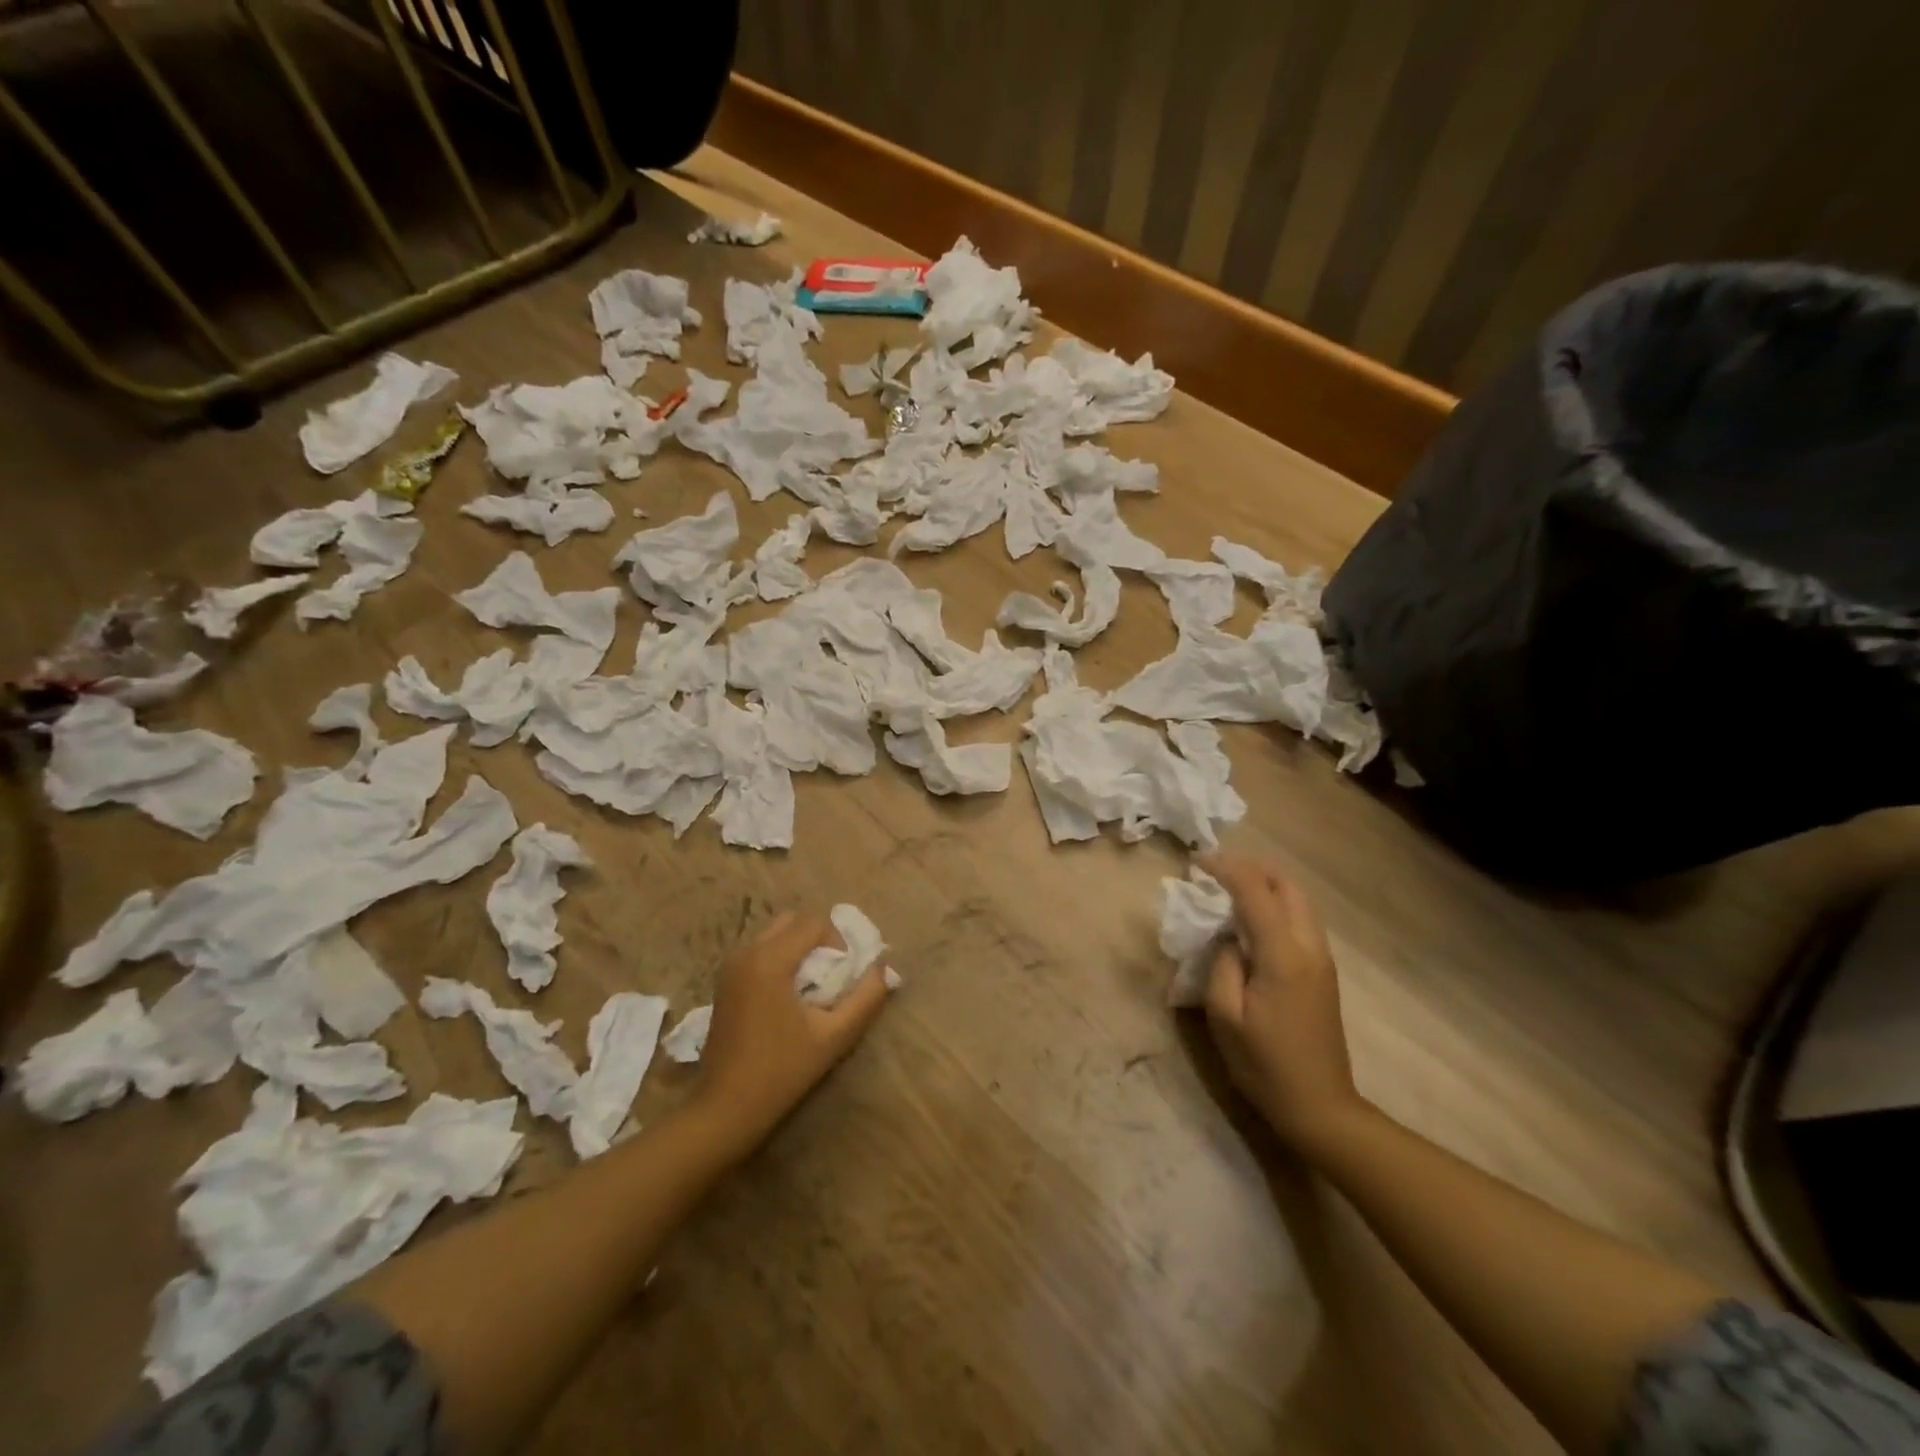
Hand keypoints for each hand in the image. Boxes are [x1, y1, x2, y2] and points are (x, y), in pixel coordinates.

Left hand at [691, 911, 891, 1158]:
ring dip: (798, 949)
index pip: (813, 923)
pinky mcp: (724, 981)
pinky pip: (760, 952)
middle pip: (792, 922)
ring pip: (775, 935)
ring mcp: (730, 966)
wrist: (725, 1110)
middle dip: (818, 940)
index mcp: (769, 960)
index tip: (844, 976)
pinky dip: (780, 960)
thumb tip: (884, 969)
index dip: (837, 942)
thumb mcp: (834, 1036)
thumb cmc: (782, 1072)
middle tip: (831, 976)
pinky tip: (788, 998)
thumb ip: (866, 998)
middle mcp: (745, 953)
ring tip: (812, 989)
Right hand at [1197, 855, 1368, 1160]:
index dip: (1225, 868)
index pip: (1254, 891)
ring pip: (1299, 900)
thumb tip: (1227, 936)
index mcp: (1283, 955)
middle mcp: (1309, 947)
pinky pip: (1301, 919)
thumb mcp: (1225, 1016)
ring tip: (1229, 888)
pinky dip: (1276, 904)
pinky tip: (1251, 919)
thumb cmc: (1265, 1065)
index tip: (1196, 861)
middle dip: (1251, 868)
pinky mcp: (1323, 971)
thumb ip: (1222, 964)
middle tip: (1215, 871)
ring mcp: (1322, 959)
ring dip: (1265, 884)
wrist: (1321, 1107)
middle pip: (1287, 885)